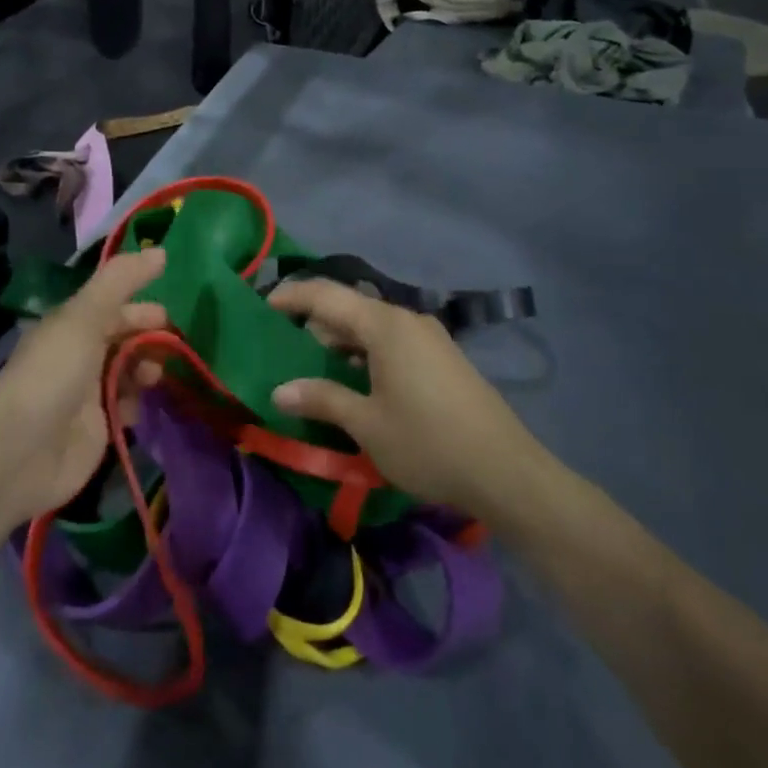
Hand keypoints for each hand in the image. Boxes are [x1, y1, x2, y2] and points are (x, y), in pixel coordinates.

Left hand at [0, 250, 168, 525]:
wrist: (19, 451)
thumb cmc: (53, 373)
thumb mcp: (85, 315)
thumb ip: (122, 281)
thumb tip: (161, 250)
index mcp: (70, 326)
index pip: (111, 308)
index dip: (139, 307)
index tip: (169, 314)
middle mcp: (78, 357)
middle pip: (122, 340)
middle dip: (148, 338)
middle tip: (173, 344)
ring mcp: (87, 396)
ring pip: (127, 373)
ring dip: (146, 370)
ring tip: (155, 376)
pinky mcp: (97, 431)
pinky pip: (127, 408)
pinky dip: (139, 403)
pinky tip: (145, 405)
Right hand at [267, 279, 542, 519]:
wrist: (506, 471)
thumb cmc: (427, 443)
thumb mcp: (367, 424)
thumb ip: (321, 399)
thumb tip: (280, 391)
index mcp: (385, 325)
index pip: (326, 295)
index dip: (291, 297)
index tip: (261, 308)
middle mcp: (407, 319)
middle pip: (349, 310)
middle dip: (314, 327)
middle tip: (284, 354)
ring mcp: (429, 337)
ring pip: (371, 328)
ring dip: (341, 345)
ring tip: (315, 375)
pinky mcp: (442, 358)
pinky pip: (392, 344)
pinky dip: (366, 355)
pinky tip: (356, 386)